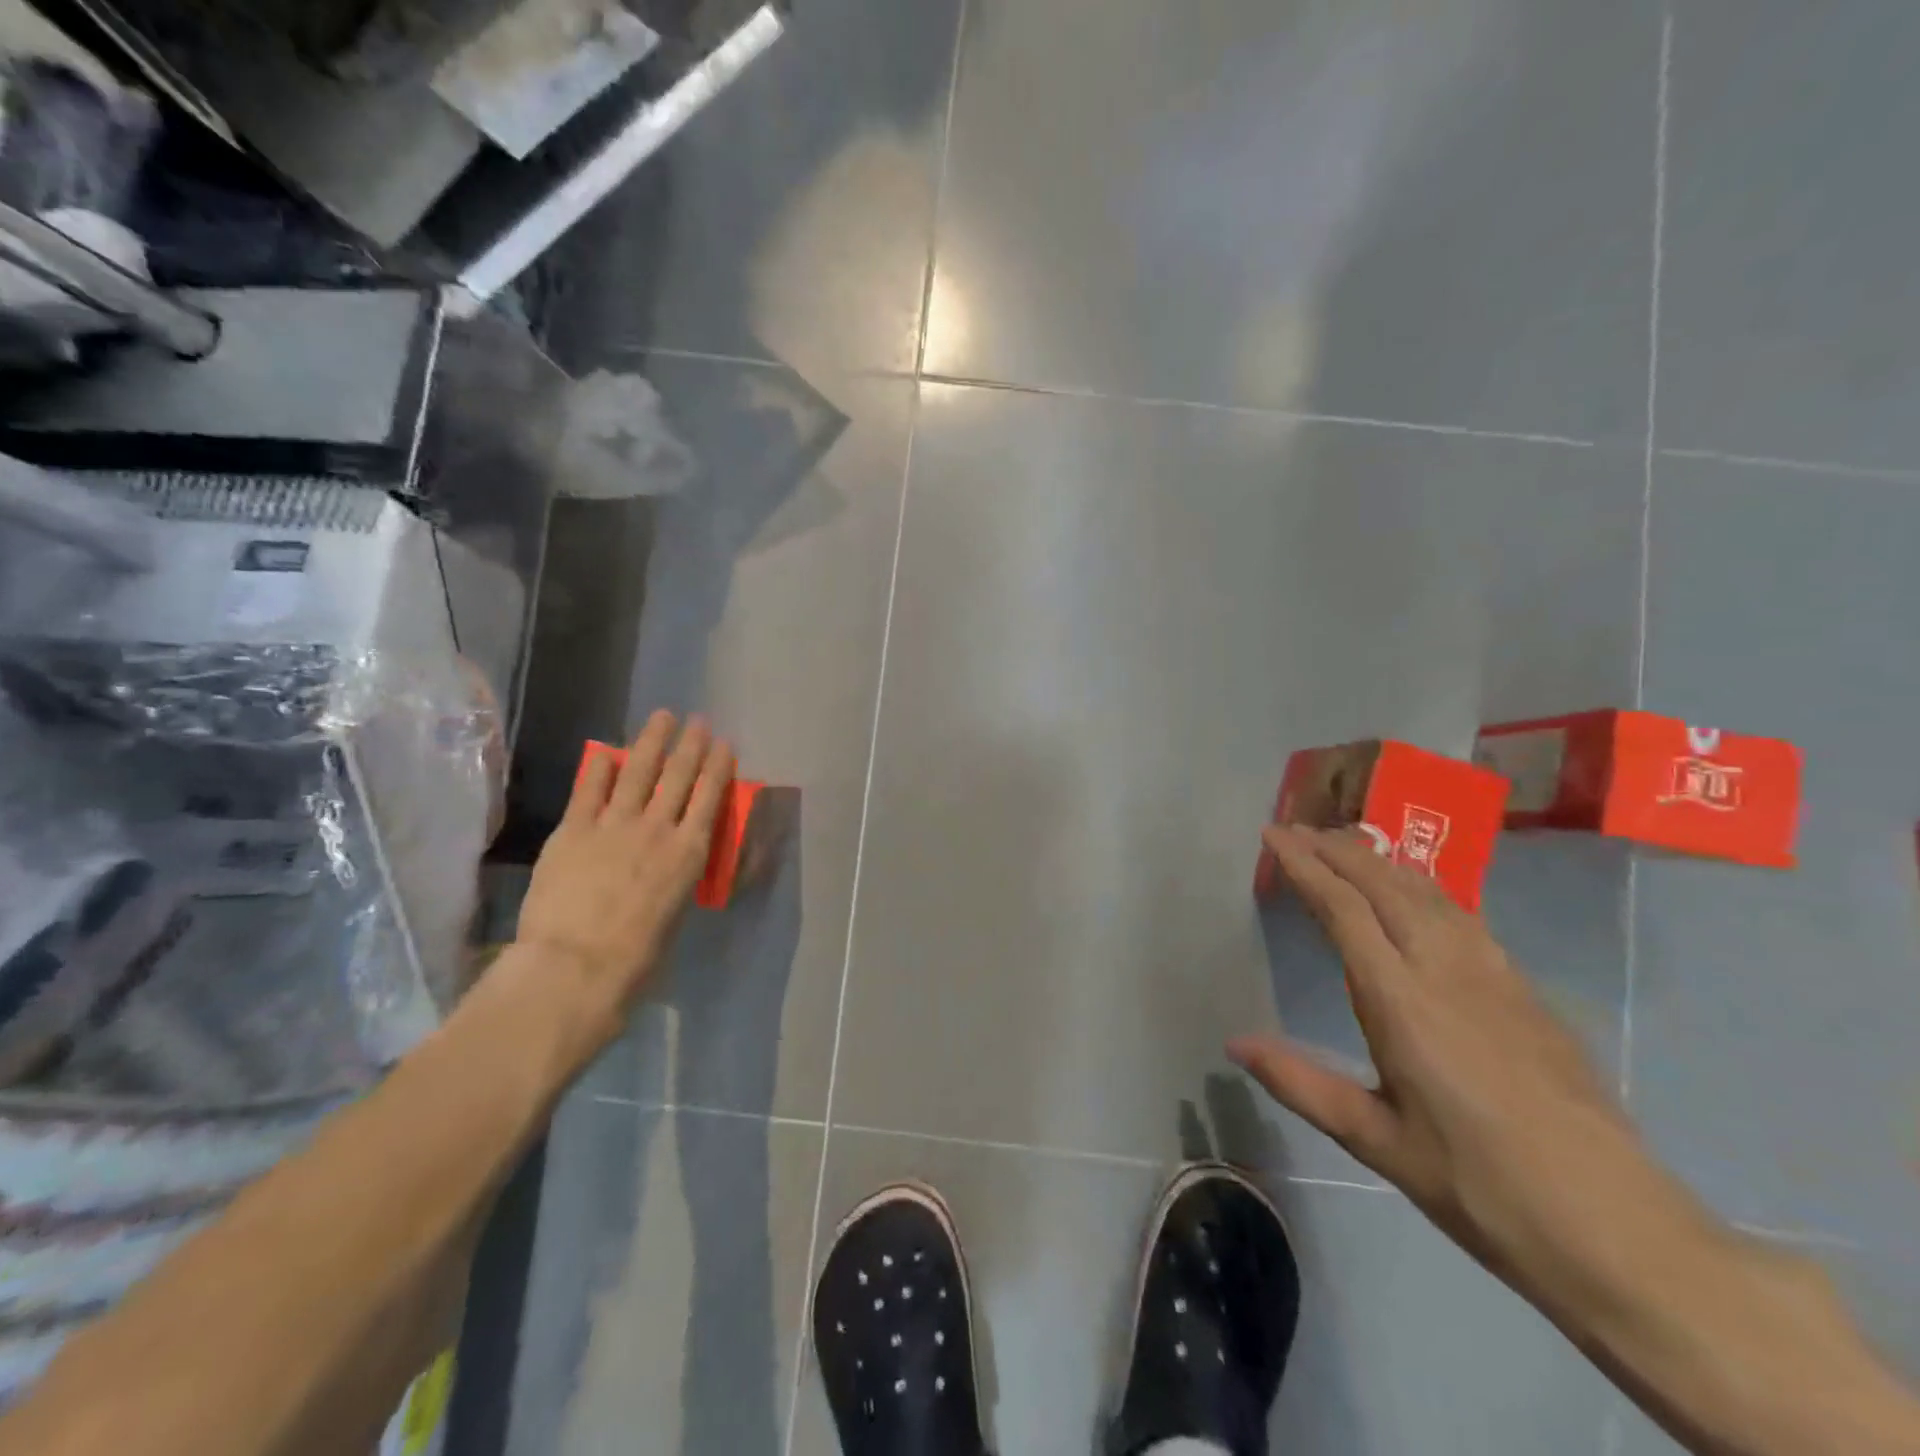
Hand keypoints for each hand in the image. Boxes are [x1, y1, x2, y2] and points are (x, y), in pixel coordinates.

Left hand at [516, 712, 734, 1020]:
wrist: (576, 967)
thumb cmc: (636, 959)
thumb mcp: (675, 915)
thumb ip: (676, 880)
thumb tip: (673, 867)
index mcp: (689, 853)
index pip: (710, 797)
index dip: (718, 766)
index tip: (725, 744)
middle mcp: (658, 828)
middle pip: (679, 776)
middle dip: (691, 744)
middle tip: (698, 721)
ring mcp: (614, 825)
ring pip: (638, 771)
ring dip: (652, 741)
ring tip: (662, 717)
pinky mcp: (574, 830)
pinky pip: (589, 789)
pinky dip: (599, 768)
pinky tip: (606, 751)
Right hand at [1229, 825, 1690, 1297]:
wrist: (1620, 1231)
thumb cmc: (1481, 1187)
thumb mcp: (1378, 1141)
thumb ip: (1302, 1083)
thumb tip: (1235, 1042)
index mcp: (1402, 1002)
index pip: (1344, 910)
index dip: (1305, 866)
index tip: (1274, 836)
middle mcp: (1447, 971)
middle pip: (1386, 886)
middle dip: (1338, 850)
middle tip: (1299, 829)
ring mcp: (1495, 976)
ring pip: (1429, 893)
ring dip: (1381, 861)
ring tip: (1348, 844)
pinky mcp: (1526, 992)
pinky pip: (1462, 915)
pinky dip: (1423, 886)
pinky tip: (1418, 892)